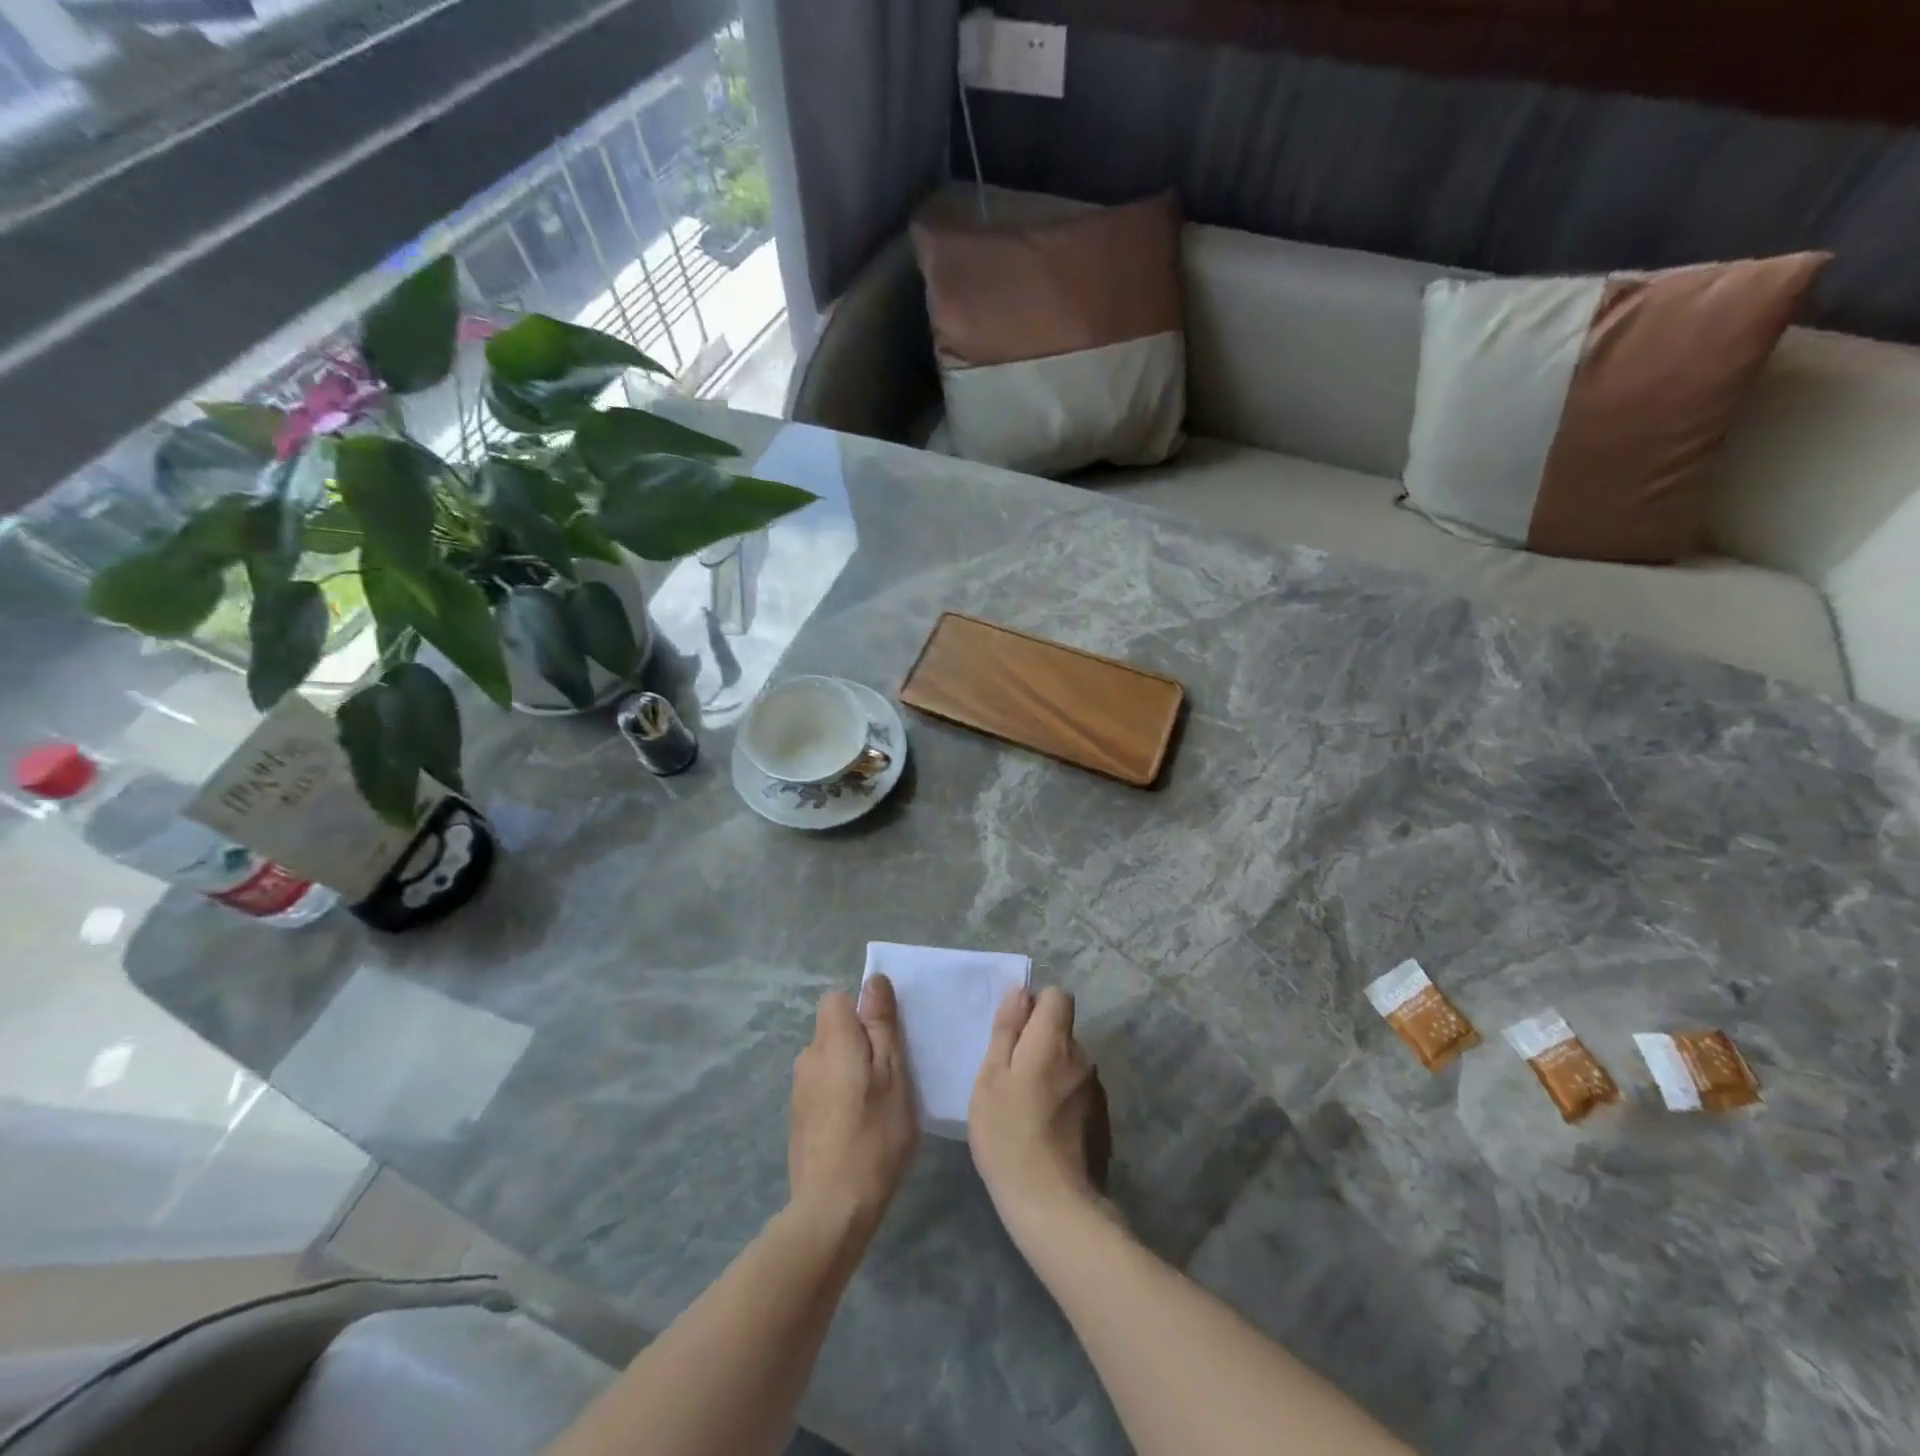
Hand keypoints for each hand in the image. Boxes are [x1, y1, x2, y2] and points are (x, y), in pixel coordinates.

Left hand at [788, 975, 918, 1239]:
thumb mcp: (893, 1074)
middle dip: (859, 1044)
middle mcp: (807, 1058)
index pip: (837, 1000)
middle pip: (833, 1031)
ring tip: (875, 1107)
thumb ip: (881, 1026)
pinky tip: (856, 1128)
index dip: (862, 1012)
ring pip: (828, 1061)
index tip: (885, 1040)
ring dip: (849, 1072)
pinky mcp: (798, 1119)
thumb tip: (873, 981)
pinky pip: (822, 1088)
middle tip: (890, 1077)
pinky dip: (839, 1097)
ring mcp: (798, 1091)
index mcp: (831, 1041)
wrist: (832, 1209)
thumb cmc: (874, 1135)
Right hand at [969, 987, 1111, 1244]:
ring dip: (1051, 1074)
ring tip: (1026, 1110)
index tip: (1014, 1033)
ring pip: (1070, 1065)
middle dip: (1039, 1043)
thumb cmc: (1009, 1134)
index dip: (1035, 1006)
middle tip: (1009, 1079)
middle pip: (1062, 1032)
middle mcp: (1083, 1057)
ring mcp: (1096, 1091)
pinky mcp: (1102, 1122)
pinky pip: (1078, 1094)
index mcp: (1054, 1041)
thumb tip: (1020, 992)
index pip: (1057, 997)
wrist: (1053, 1206)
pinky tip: (1045, 1133)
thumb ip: (1007, 1031)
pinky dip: (1063, 1102)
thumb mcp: (991, 1078)